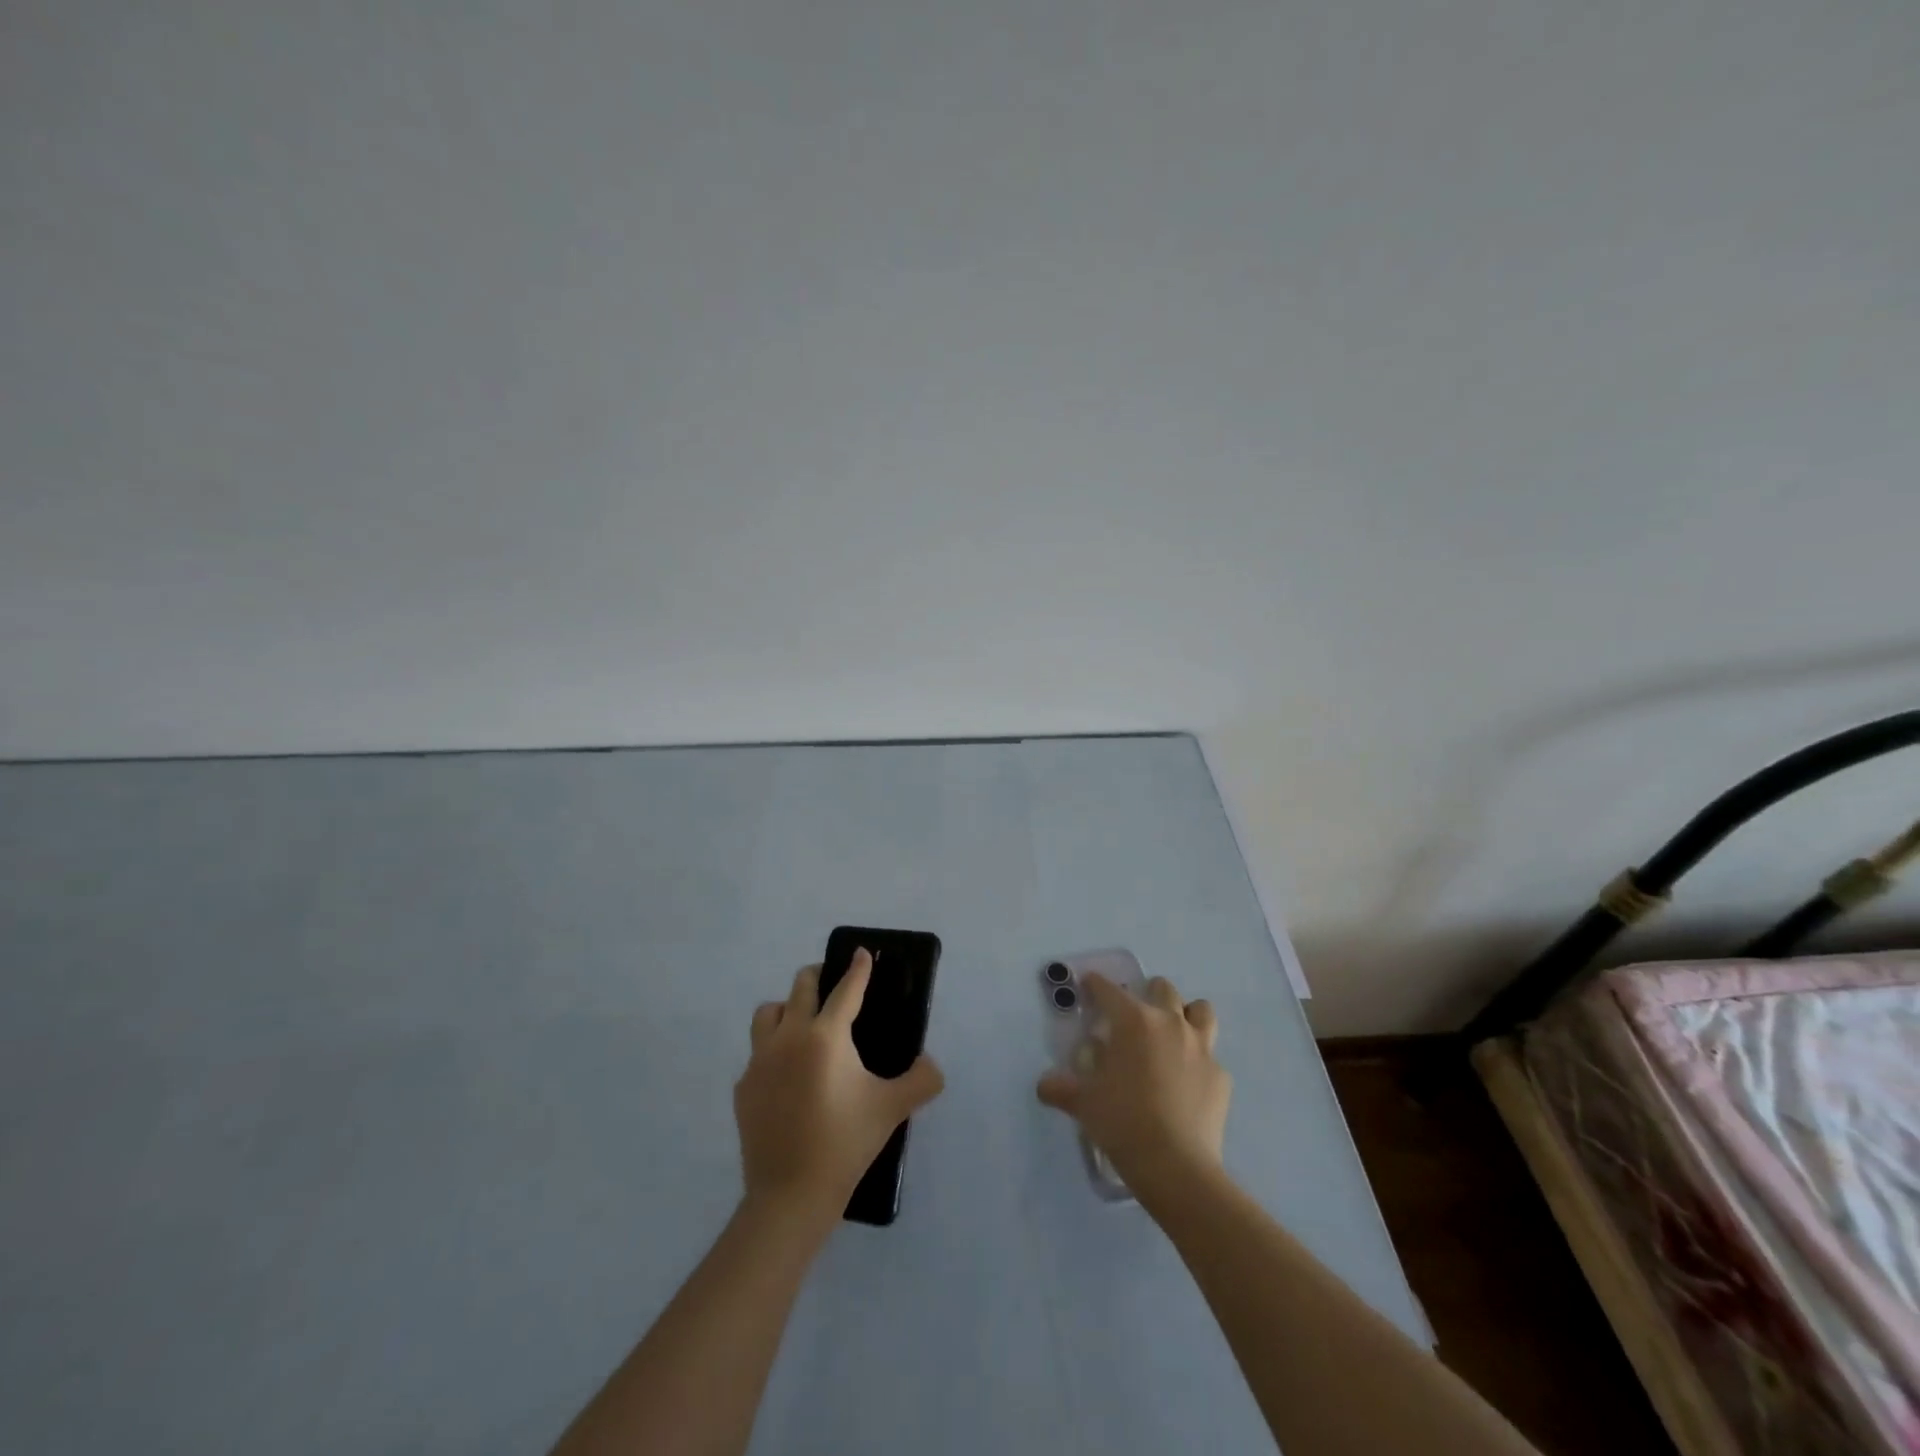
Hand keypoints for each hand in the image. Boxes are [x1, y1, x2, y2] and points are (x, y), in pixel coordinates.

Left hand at [734, 950, 945, 1231]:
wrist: (790, 1196)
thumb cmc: (845, 1143)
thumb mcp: (892, 1109)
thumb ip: (921, 1080)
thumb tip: (931, 1065)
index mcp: (826, 1036)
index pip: (845, 988)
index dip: (857, 968)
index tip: (861, 952)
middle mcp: (789, 1037)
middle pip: (801, 987)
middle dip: (820, 977)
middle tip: (835, 985)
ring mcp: (760, 1061)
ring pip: (769, 1012)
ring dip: (788, 1008)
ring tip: (805, 1024)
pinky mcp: (744, 1087)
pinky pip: (758, 1053)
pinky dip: (774, 1051)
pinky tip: (789, 1076)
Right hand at [1036, 971, 1229, 1203]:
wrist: (1176, 1165)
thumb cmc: (1123, 1122)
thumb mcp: (1083, 1103)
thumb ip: (1061, 1088)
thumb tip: (1045, 1085)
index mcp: (1133, 1021)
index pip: (1109, 990)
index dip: (1096, 984)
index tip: (1089, 984)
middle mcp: (1170, 1023)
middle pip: (1162, 988)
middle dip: (1148, 994)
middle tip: (1134, 1018)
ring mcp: (1201, 1047)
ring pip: (1200, 1011)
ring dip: (1186, 1014)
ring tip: (1172, 1034)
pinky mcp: (1221, 1076)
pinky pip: (1211, 1056)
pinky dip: (1199, 1062)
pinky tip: (1188, 1082)